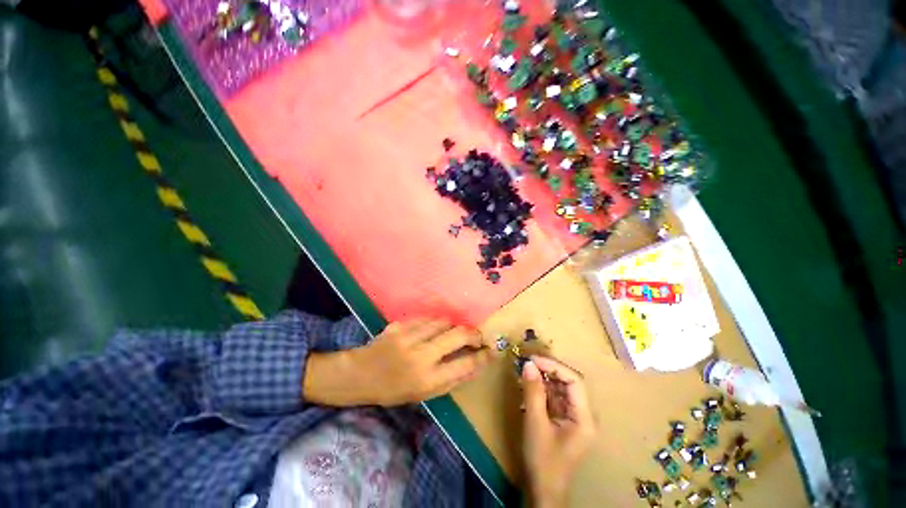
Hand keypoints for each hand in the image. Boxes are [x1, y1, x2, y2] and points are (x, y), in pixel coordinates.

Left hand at [304, 320, 491, 406]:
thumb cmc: (394, 390)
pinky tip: (434, 328)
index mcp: (426, 380)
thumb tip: (474, 365)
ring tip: (453, 332)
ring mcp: (408, 337)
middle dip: (473, 334)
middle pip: (458, 336)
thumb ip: (450, 380)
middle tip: (477, 336)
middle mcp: (420, 356)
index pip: (465, 365)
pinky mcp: (400, 325)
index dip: (483, 356)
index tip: (492, 350)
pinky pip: (426, 318)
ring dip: (453, 326)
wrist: (361, 374)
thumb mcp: (423, 394)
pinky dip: (435, 322)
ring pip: (443, 322)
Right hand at [521, 356, 595, 507]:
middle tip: (527, 363)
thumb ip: (533, 392)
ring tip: (526, 372)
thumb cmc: (543, 460)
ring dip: (544, 378)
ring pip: (561, 388)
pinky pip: (555, 397)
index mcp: (584, 417)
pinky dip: (542, 389)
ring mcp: (574, 417)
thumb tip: (528, 364)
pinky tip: (529, 386)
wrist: (543, 491)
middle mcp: (583, 414)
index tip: (533, 359)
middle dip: (548, 370)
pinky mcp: (564, 420)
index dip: (554, 366)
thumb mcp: (536, 424)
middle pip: (569, 382)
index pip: (574, 381)